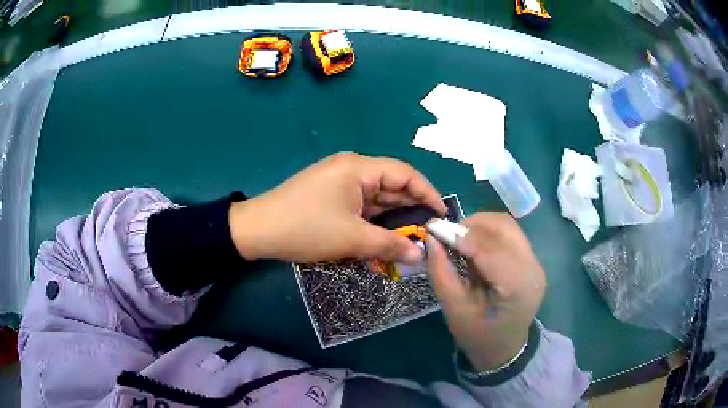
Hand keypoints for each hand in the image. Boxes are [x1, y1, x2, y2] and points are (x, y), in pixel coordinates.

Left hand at [229, 152, 446, 263]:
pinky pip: (361, 206)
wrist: (257, 230)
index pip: (405, 173)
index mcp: (359, 168)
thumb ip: (390, 244)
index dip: (427, 192)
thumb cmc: (306, 228)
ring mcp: (339, 183)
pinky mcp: (330, 196)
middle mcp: (352, 169)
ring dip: (393, 217)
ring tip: (414, 237)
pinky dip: (374, 220)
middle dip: (411, 207)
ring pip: (376, 198)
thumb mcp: (351, 238)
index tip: (442, 214)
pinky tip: (386, 236)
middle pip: (391, 185)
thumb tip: (420, 255)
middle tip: (431, 231)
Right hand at [426, 213, 545, 371]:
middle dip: (471, 225)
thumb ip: (441, 272)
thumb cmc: (477, 335)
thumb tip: (430, 238)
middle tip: (447, 235)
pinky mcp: (532, 260)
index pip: (489, 248)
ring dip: (480, 225)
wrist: (505, 349)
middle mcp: (532, 268)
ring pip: (507, 226)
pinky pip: (510, 235)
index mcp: (516, 286)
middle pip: (503, 227)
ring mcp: (536, 262)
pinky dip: (489, 233)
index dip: (460, 235)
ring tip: (460, 239)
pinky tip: (475, 246)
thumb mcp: (454, 309)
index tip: (433, 231)